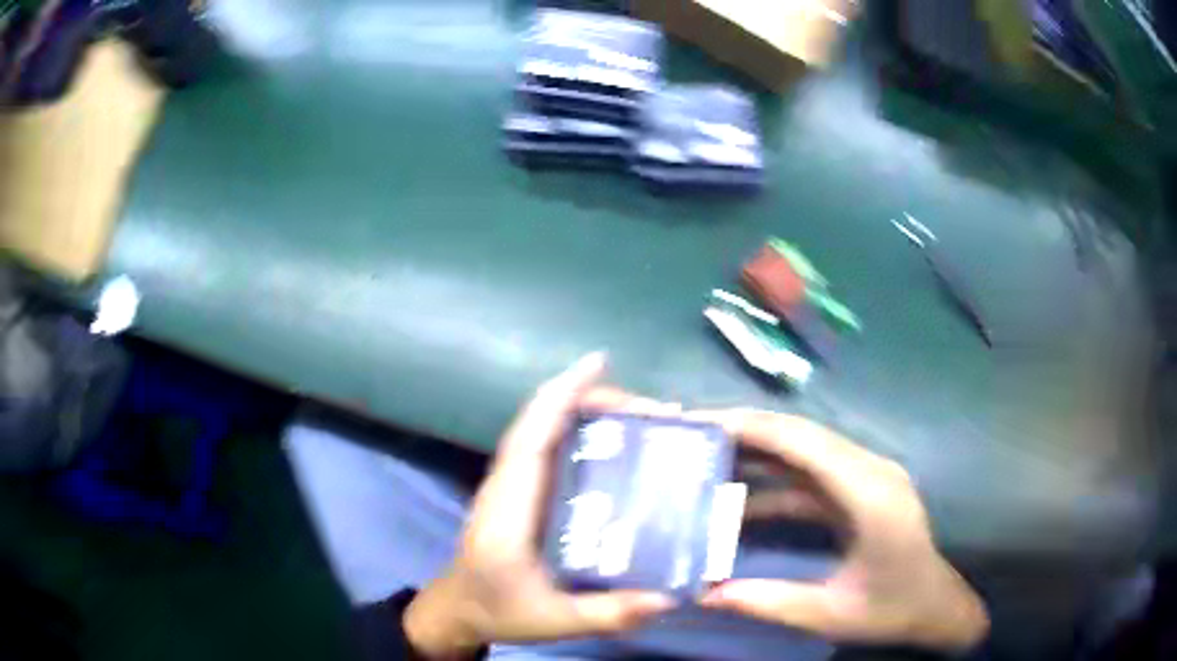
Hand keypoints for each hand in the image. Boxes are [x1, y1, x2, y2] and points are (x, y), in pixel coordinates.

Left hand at [405, 354, 677, 658]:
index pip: (531, 437)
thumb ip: (606, 614)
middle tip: (656, 412)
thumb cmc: (499, 610)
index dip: (560, 396)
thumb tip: (667, 598)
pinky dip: (581, 431)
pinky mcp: (523, 491)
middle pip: (544, 423)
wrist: (461, 608)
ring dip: (590, 413)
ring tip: (647, 421)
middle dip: (595, 402)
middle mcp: (508, 484)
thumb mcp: (553, 620)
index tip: (598, 363)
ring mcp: (513, 484)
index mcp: (508, 509)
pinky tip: (620, 444)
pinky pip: (550, 448)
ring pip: (546, 431)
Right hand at [699, 411, 988, 650]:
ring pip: (807, 452)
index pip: (808, 444)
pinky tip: (743, 497)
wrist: (936, 606)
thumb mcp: (831, 614)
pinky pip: (813, 475)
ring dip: (761, 452)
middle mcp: (871, 472)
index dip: (757, 428)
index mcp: (871, 494)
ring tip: (710, 458)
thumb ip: (769, 602)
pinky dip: (776, 479)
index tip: (707, 424)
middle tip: (698, 436)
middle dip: (750, 431)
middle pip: (805, 437)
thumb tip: (704, 593)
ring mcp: (868, 478)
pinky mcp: (861, 490)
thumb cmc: (893, 609)